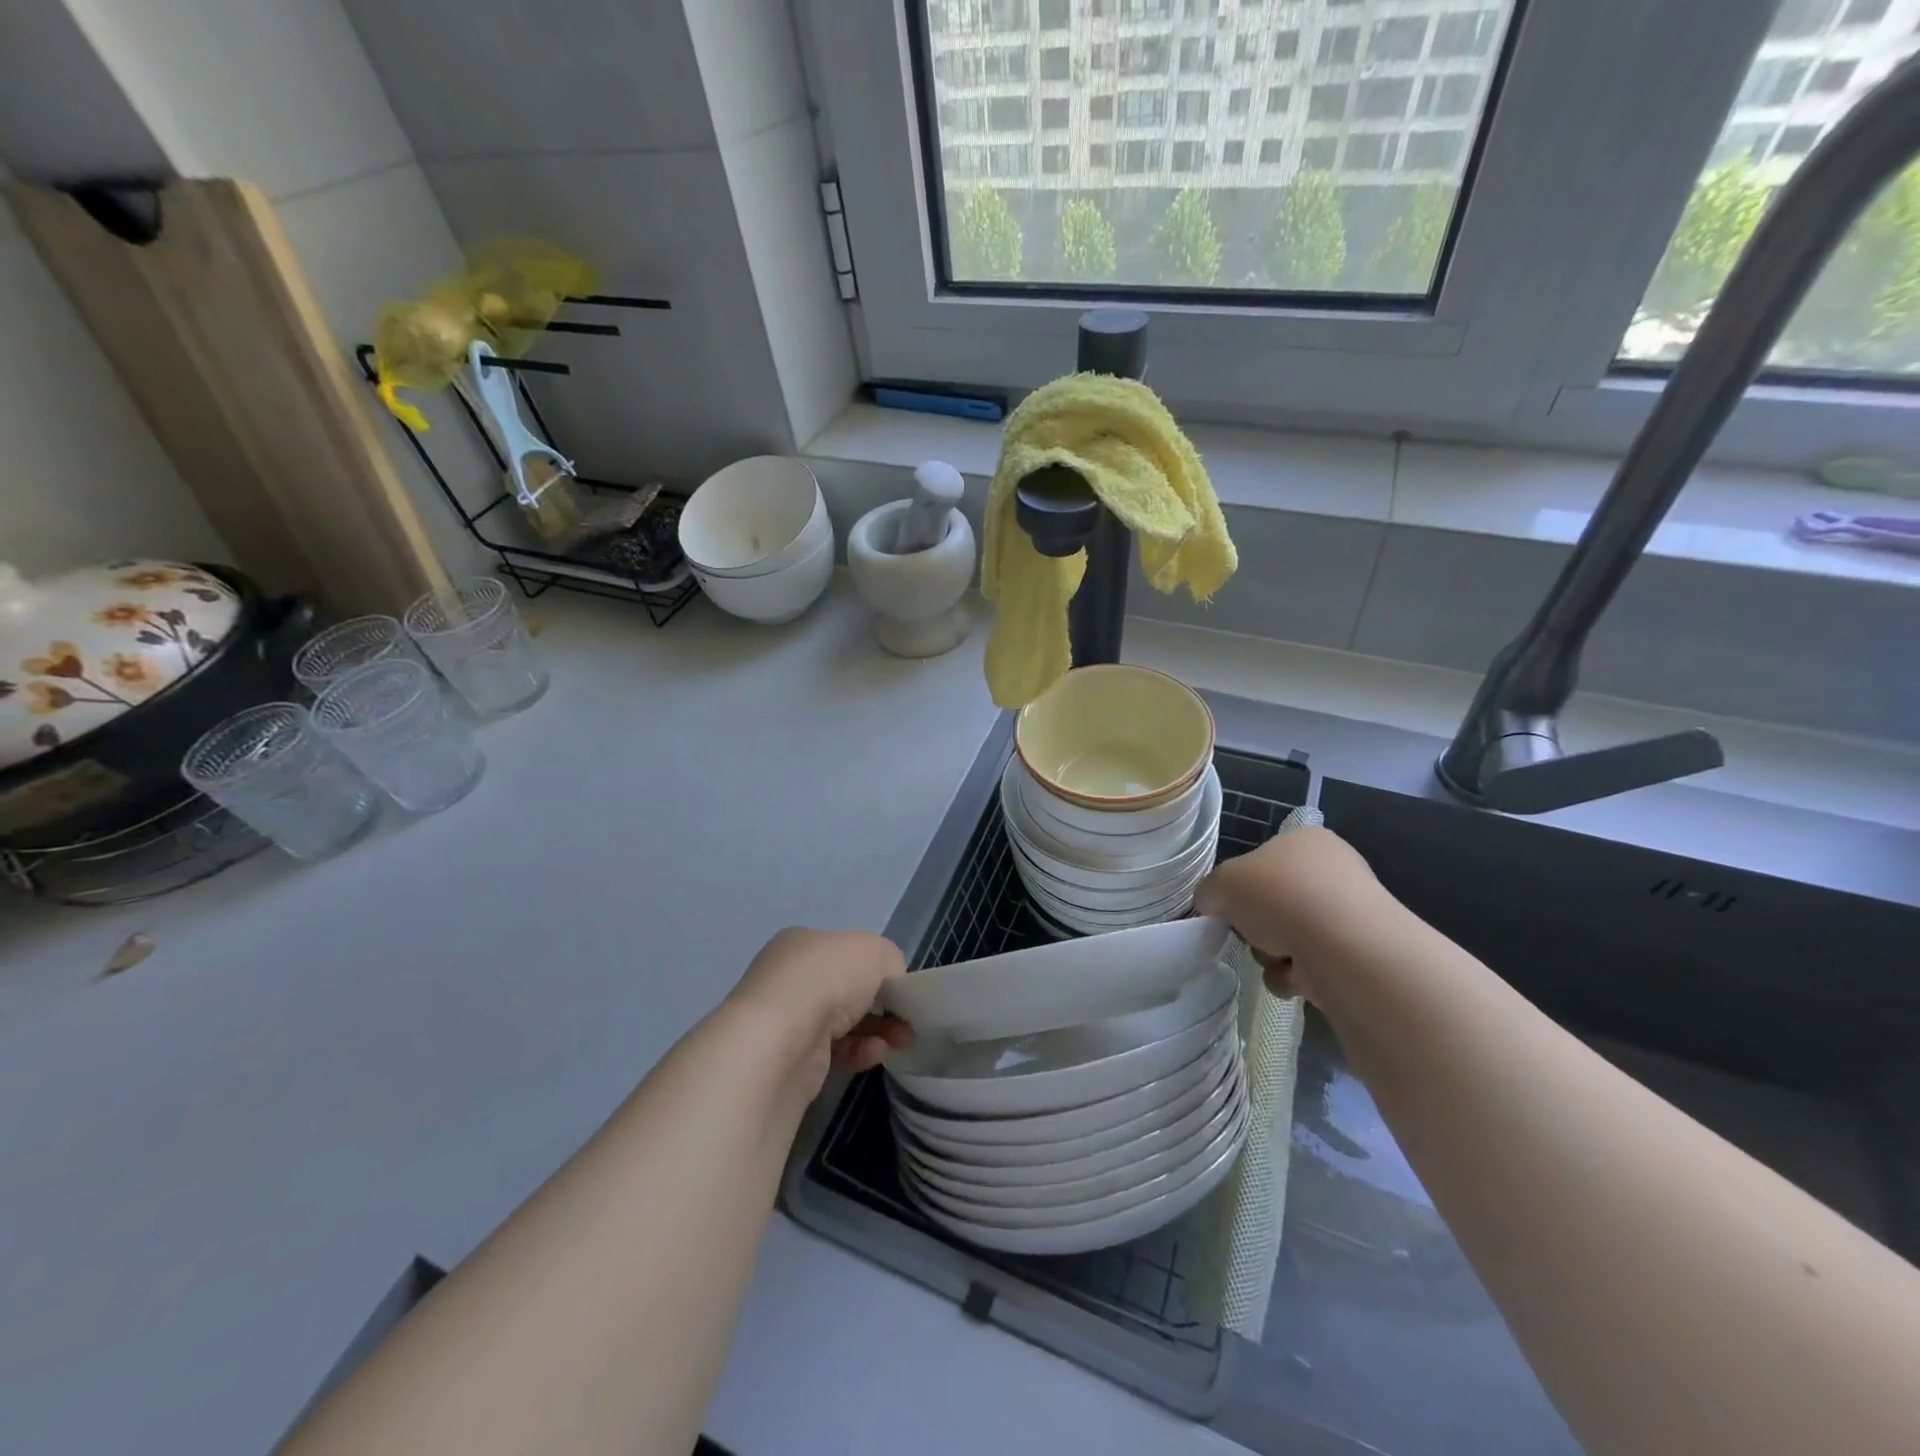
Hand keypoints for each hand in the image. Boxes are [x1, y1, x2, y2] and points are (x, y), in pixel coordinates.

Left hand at [728, 927, 914, 1084]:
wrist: (782, 1041)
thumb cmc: (827, 979)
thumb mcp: (875, 951)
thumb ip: (890, 961)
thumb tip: (889, 982)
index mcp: (802, 943)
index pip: (844, 952)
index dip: (875, 968)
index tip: (899, 987)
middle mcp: (789, 978)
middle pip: (846, 989)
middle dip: (881, 1004)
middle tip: (907, 1019)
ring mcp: (786, 1020)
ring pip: (842, 1023)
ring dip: (877, 1030)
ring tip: (902, 1041)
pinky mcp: (790, 1059)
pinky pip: (834, 1052)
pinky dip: (859, 1052)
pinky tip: (876, 1054)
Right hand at [1193, 826, 1377, 1001]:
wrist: (1343, 945)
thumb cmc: (1278, 896)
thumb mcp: (1221, 884)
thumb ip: (1209, 893)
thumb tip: (1213, 907)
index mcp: (1304, 840)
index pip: (1262, 862)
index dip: (1241, 887)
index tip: (1231, 907)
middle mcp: (1334, 869)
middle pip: (1274, 903)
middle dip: (1257, 927)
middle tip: (1249, 935)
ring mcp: (1352, 912)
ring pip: (1291, 937)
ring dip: (1272, 954)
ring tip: (1277, 959)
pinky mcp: (1363, 953)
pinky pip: (1313, 966)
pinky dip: (1296, 976)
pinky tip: (1297, 978)